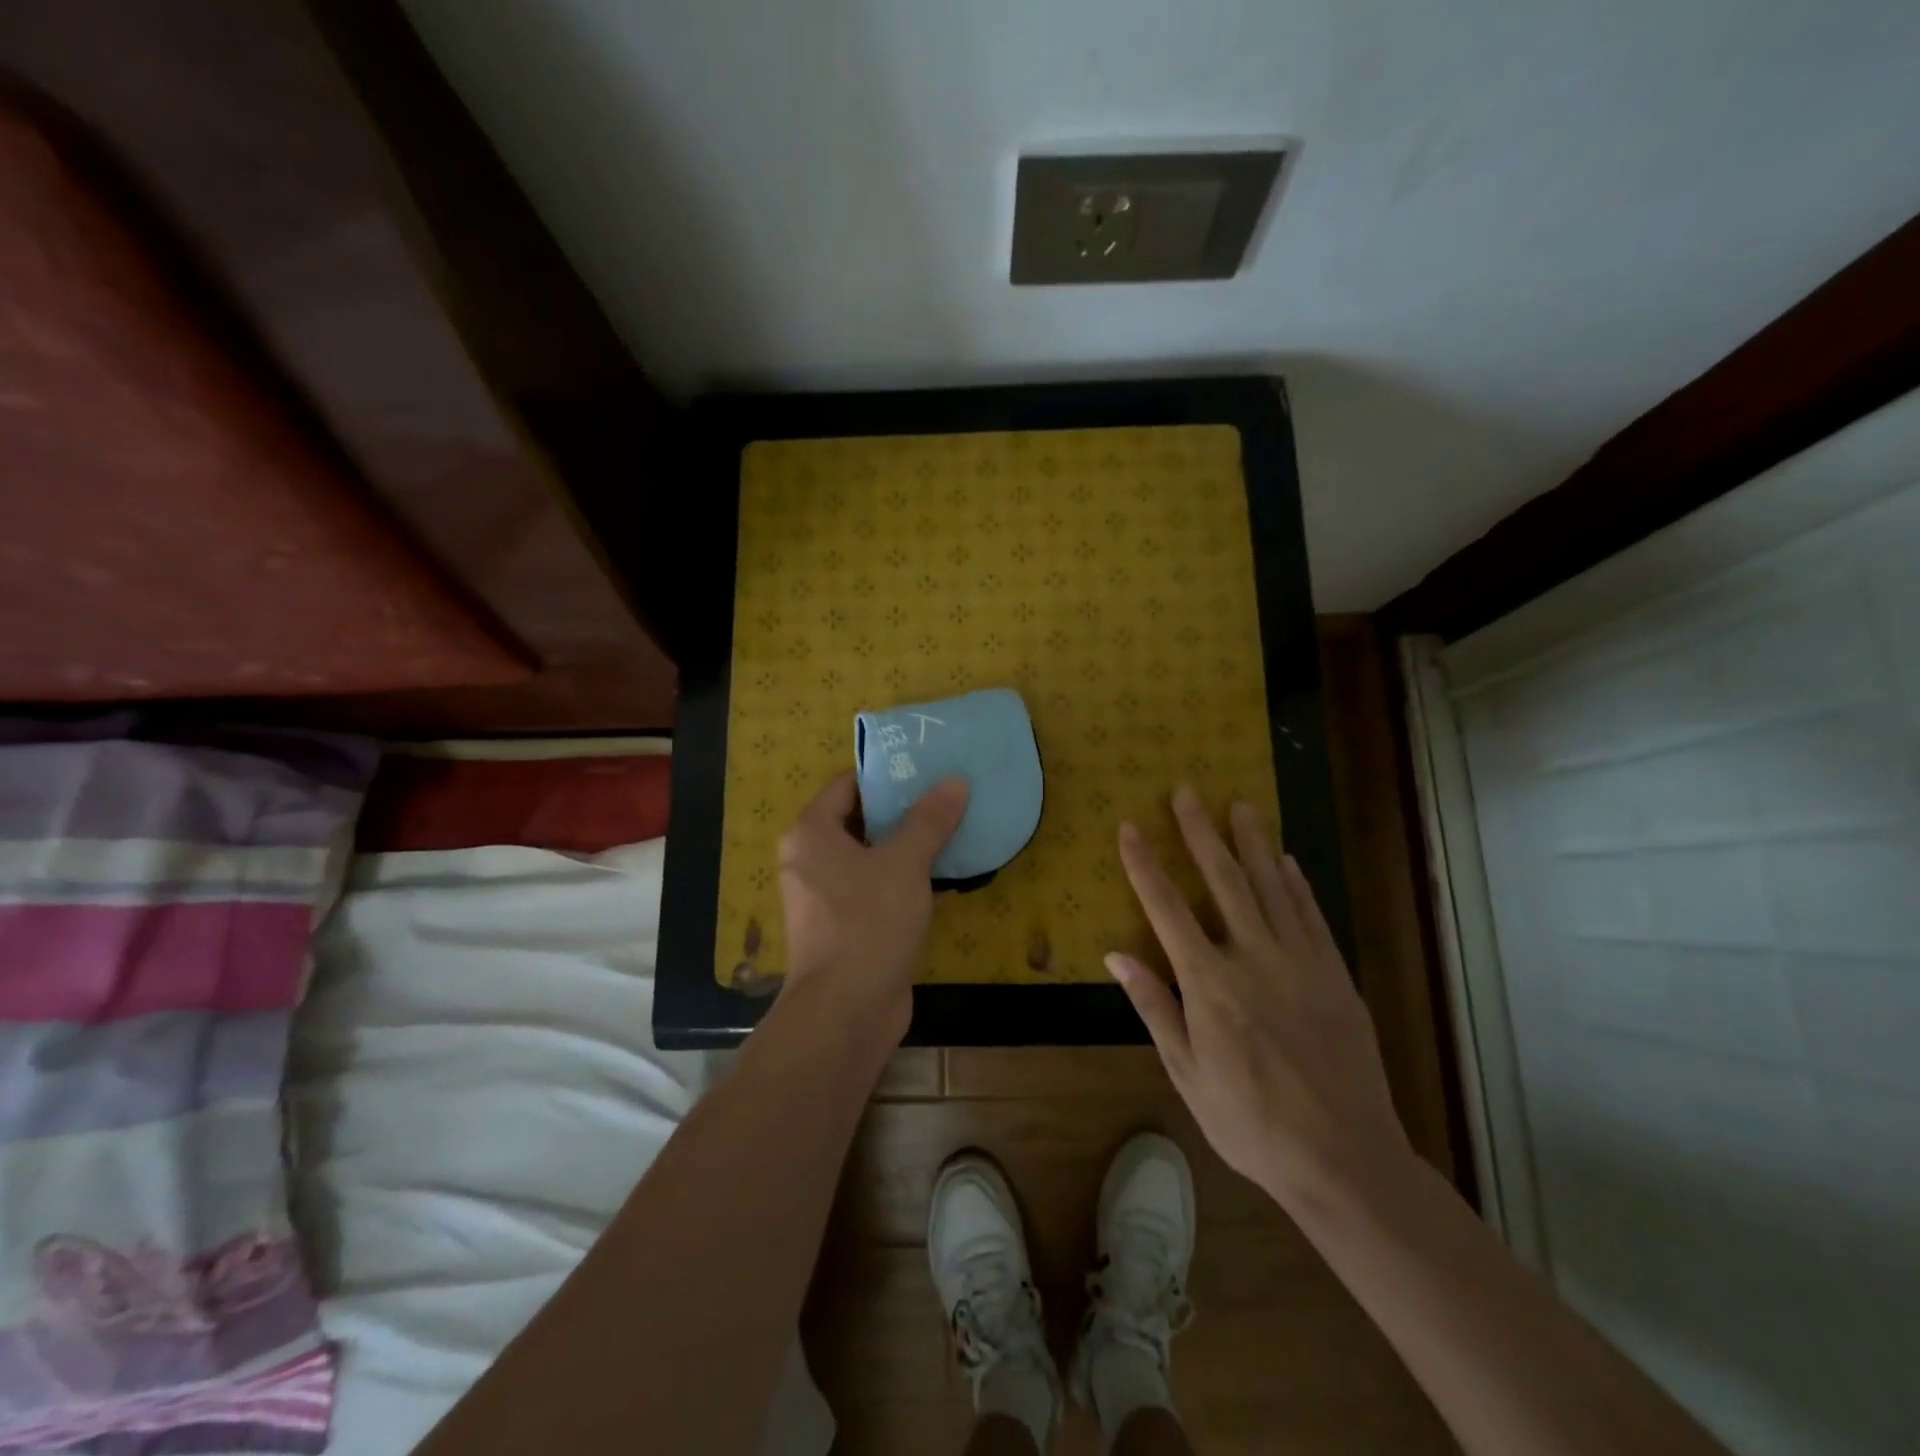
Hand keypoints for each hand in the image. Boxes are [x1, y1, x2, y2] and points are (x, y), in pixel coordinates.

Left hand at [777, 772, 969, 1046]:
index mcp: (811, 833)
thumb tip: (955, 781)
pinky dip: (904, 878)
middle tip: (947, 795)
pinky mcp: (845, 926)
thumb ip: (929, 820)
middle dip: (903, 810)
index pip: (847, 785)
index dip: (886, 776)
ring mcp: (825, 896)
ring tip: (953, 827)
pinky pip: (875, 888)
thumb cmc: (867, 922)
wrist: (846, 1010)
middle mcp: (810, 859)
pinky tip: (944, 874)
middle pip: (860, 820)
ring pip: (870, 856)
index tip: (926, 769)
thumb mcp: (904, 863)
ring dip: (907, 846)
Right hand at [1107, 785, 1410, 1209]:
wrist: (1344, 1159)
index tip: (1129, 827)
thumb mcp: (1187, 1073)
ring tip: (1239, 805)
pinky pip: (1312, 916)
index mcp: (1209, 984)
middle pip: (1223, 880)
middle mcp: (1253, 958)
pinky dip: (1297, 883)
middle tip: (1187, 791)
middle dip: (1200, 832)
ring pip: (1272, 887)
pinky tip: (1287, 860)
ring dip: (1252, 843)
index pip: (1166, 909)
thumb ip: (1154, 1007)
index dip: (1144, 865)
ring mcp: (1301, 962)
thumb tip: (1117, 956)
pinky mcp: (1335, 975)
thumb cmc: (1250, 1122)